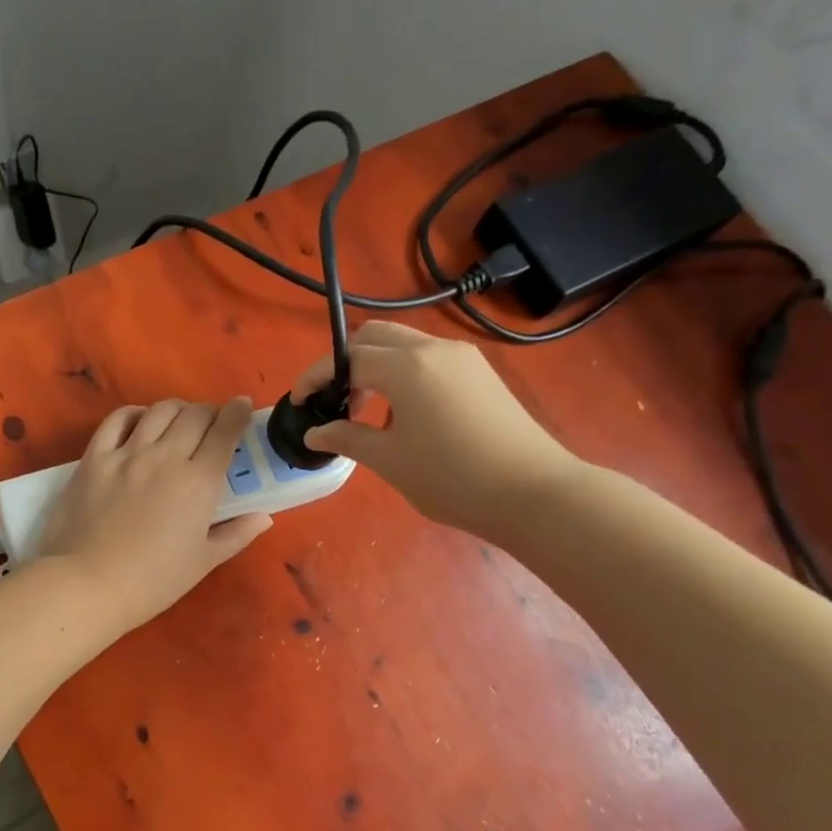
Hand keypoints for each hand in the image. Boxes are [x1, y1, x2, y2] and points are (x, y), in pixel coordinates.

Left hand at [36, 398, 271, 631]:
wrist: (90, 584)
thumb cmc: (154, 580)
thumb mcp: (204, 562)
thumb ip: (236, 534)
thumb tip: (263, 516)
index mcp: (199, 482)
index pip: (225, 432)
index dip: (237, 413)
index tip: (242, 406)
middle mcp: (166, 457)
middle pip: (194, 415)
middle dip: (210, 411)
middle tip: (212, 422)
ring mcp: (127, 454)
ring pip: (159, 411)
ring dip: (177, 409)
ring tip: (180, 420)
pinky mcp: (95, 457)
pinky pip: (117, 420)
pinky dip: (134, 413)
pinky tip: (140, 421)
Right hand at [293, 321, 580, 536]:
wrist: (533, 493)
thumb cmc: (452, 477)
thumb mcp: (389, 460)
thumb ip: (346, 437)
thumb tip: (314, 432)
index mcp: (407, 366)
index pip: (347, 358)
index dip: (315, 378)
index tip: (298, 403)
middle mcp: (434, 349)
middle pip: (375, 336)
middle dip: (346, 363)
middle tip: (335, 403)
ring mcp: (462, 358)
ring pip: (404, 345)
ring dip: (376, 368)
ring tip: (366, 413)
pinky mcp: (480, 373)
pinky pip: (429, 360)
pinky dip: (403, 374)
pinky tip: (404, 415)